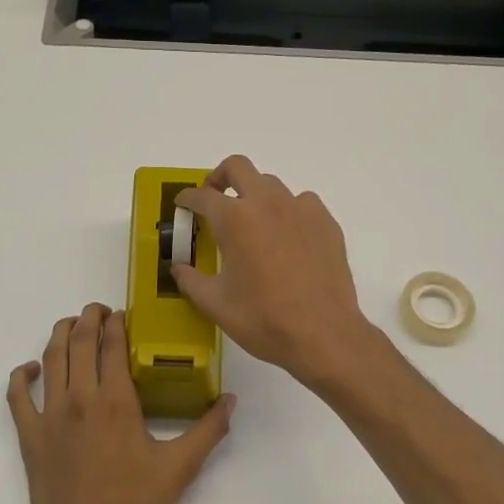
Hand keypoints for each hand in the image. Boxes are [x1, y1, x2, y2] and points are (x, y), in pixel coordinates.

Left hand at [7, 304, 234, 503]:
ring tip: (72, 324)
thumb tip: (231, 400)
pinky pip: (17, 395)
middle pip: (79, 342)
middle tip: (99, 311)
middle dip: (89, 318)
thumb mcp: (179, 468)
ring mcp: (49, 415)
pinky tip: (31, 369)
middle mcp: (79, 397)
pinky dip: (21, 375)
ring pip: (50, 359)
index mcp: (115, 401)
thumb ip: (208, 430)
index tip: (122, 313)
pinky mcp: (29, 434)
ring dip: (60, 335)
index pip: (112, 345)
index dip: (117, 323)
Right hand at [173, 155, 378, 389]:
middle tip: (214, 199)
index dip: (187, 199)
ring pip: (272, 184)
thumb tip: (178, 267)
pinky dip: (287, 211)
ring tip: (252, 223)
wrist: (323, 335)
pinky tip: (287, 238)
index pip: (202, 196)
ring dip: (255, 195)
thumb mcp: (215, 304)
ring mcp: (301, 209)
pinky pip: (302, 203)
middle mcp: (267, 203)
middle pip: (238, 167)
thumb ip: (190, 280)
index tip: (183, 205)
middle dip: (220, 178)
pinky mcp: (326, 223)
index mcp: (235, 219)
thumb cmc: (263, 319)